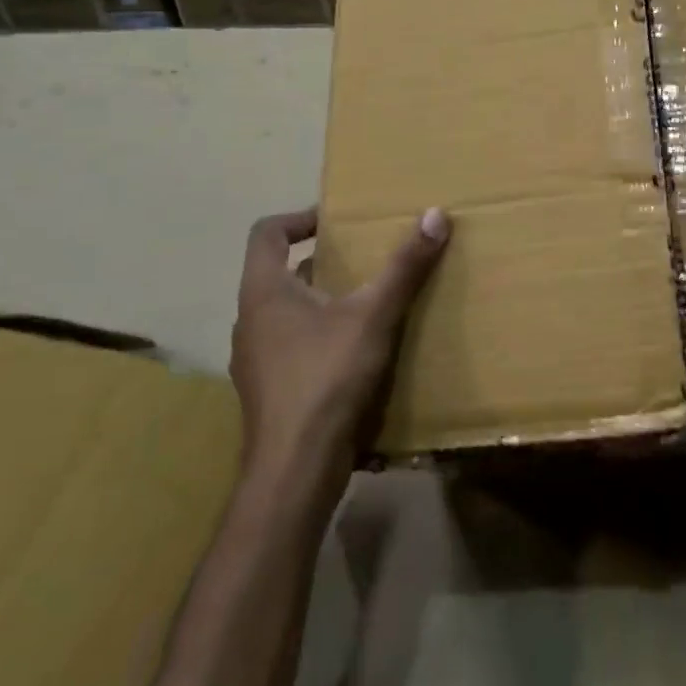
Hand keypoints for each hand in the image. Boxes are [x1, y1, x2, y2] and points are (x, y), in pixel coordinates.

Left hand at [230, 207, 449, 487]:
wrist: (295, 471)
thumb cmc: (326, 378)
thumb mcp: (373, 315)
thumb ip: (404, 266)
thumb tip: (435, 215)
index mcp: (264, 292)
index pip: (266, 234)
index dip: (298, 218)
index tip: (336, 221)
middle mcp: (251, 321)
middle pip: (280, 272)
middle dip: (322, 261)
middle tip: (363, 257)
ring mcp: (256, 360)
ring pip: (287, 312)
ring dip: (322, 299)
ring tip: (366, 301)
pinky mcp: (269, 391)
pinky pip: (293, 346)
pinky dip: (321, 335)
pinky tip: (357, 351)